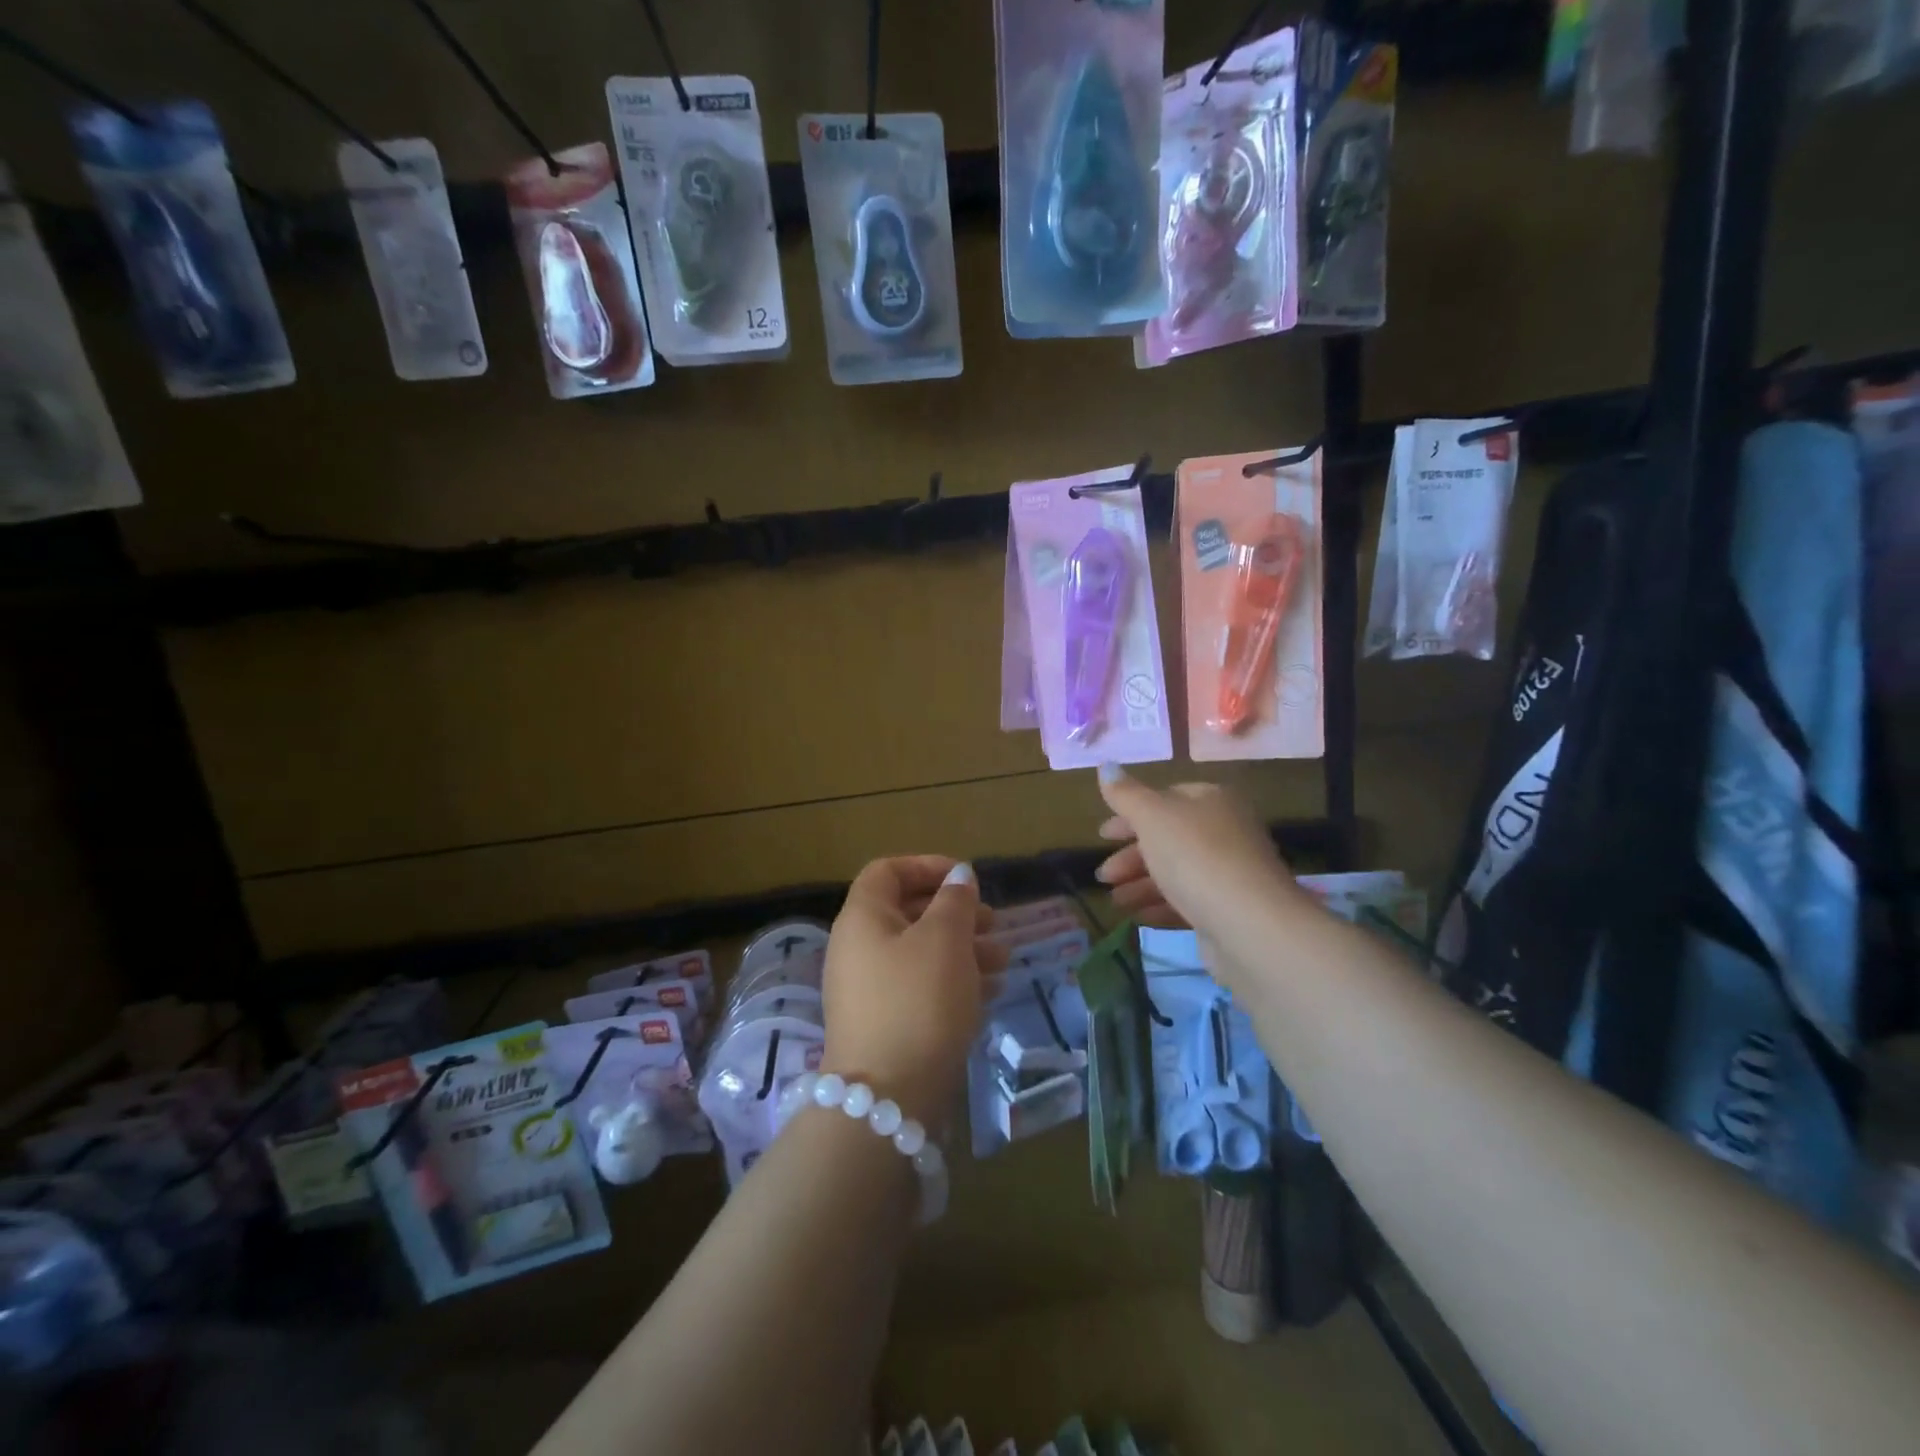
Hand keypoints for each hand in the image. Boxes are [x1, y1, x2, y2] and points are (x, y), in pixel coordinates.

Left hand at [820, 857, 999, 1128]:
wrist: (887, 1097)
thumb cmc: (918, 1001)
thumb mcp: (944, 940)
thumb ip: (955, 901)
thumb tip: (958, 874)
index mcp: (863, 918)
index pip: (887, 871)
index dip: (927, 866)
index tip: (965, 879)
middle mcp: (859, 948)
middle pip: (909, 913)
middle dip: (956, 913)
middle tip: (994, 923)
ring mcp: (870, 990)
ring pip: (920, 953)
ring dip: (964, 949)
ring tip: (1003, 961)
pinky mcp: (885, 1024)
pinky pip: (921, 988)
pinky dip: (954, 982)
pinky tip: (991, 992)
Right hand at [1092, 767, 1296, 938]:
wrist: (1250, 925)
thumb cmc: (1196, 856)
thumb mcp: (1152, 816)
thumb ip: (1125, 794)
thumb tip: (1106, 765)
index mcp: (1212, 800)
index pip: (1165, 798)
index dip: (1130, 814)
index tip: (1102, 836)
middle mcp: (1225, 831)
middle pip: (1168, 838)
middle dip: (1131, 857)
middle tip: (1103, 876)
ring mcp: (1229, 872)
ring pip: (1175, 872)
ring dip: (1140, 884)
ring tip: (1115, 902)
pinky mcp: (1229, 909)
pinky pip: (1187, 902)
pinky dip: (1160, 906)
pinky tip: (1138, 917)